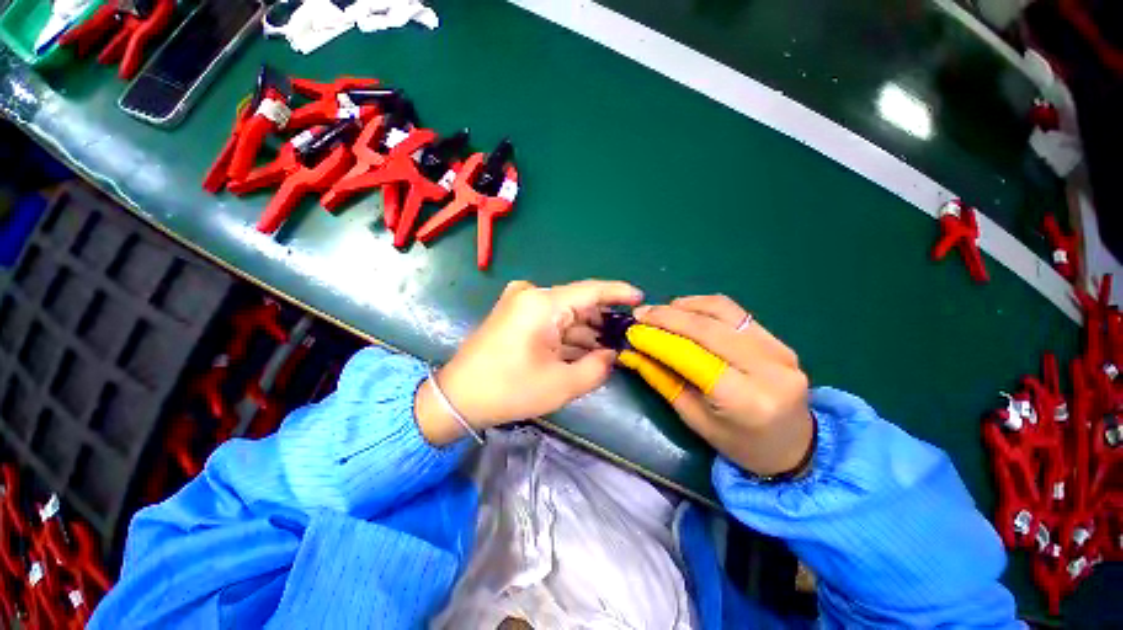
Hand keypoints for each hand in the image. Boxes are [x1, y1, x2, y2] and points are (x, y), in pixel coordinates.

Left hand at [416, 280, 643, 444]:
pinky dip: (567, 333)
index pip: (591, 291)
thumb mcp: (561, 385)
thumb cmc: (509, 390)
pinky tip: (584, 348)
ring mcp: (520, 302)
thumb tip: (612, 354)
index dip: (618, 293)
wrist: (457, 397)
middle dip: (602, 321)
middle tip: (625, 338)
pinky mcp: (514, 314)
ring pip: (564, 313)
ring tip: (609, 347)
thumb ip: (597, 368)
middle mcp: (531, 294)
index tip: (640, 298)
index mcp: (543, 304)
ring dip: (585, 330)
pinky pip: (549, 319)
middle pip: (578, 303)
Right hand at [634, 295, 813, 475]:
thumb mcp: (693, 419)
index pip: (692, 357)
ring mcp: (778, 350)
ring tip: (659, 311)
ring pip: (722, 311)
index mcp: (745, 400)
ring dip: (684, 307)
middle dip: (667, 317)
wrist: (794, 446)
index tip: (632, 331)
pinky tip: (684, 310)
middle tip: (640, 315)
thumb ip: (662, 380)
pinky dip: (704, 306)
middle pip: (707, 329)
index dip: (658, 340)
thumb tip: (632, 352)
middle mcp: (768, 369)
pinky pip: (735, 312)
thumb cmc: (739, 443)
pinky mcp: (778, 339)